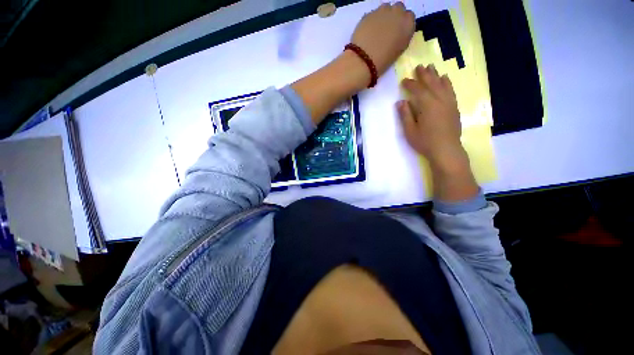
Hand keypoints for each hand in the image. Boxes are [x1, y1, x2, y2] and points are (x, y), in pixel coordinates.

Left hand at [351, 2, 414, 75]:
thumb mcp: (399, 50)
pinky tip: (368, 32)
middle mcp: (397, 12)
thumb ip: (402, 36)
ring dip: (383, 16)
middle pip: (398, 8)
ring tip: (377, 30)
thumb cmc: (383, 60)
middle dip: (394, 16)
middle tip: (387, 30)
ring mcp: (382, 11)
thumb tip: (399, 32)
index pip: (410, 16)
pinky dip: (372, 21)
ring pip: (385, 8)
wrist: (363, 59)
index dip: (403, 24)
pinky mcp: (369, 13)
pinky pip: (373, 14)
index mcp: (408, 23)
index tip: (398, 32)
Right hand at [398, 64, 465, 167]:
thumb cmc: (425, 142)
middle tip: (419, 67)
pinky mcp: (454, 107)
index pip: (418, 90)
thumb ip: (405, 115)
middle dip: (424, 74)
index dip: (410, 84)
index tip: (403, 80)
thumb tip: (400, 102)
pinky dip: (447, 83)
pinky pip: (451, 91)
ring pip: (442, 85)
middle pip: (431, 83)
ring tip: (431, 67)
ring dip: (436, 75)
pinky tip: (445, 79)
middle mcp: (439, 100)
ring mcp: (449, 103)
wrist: (446, 150)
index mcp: (427, 105)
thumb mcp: (410, 131)